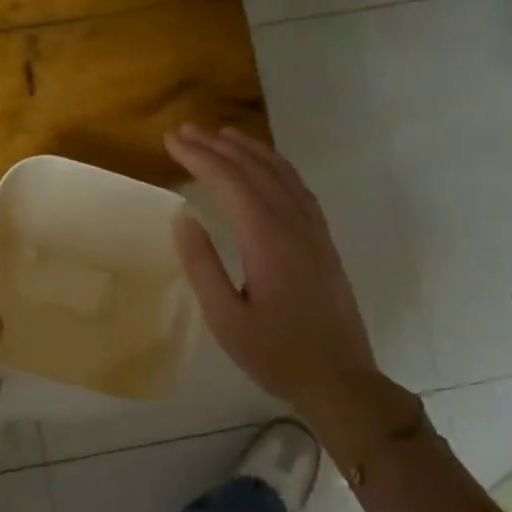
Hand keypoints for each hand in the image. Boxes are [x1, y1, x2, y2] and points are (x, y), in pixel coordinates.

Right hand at [166, 124, 413, 454]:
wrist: (340, 380)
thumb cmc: (276, 354)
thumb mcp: (226, 319)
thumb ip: (203, 266)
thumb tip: (183, 218)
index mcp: (268, 240)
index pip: (230, 182)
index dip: (199, 157)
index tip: (171, 140)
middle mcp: (294, 225)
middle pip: (255, 170)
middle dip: (218, 146)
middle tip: (186, 131)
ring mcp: (314, 231)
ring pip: (281, 174)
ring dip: (249, 150)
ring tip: (221, 135)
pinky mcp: (323, 242)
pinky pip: (298, 189)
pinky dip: (276, 167)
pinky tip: (264, 167)